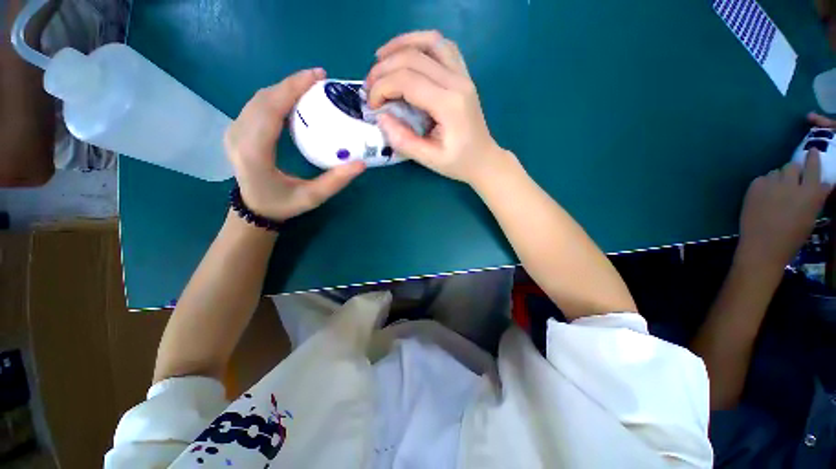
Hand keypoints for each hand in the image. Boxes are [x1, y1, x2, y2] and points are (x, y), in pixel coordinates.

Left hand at [224, 69, 364, 220]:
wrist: (255, 209)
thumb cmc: (283, 205)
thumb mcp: (312, 197)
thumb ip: (335, 181)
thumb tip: (360, 164)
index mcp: (255, 153)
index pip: (270, 110)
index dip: (291, 89)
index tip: (315, 77)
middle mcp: (239, 137)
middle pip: (263, 99)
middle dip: (291, 84)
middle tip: (319, 79)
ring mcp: (234, 131)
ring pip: (258, 99)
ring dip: (284, 88)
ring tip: (309, 85)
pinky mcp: (237, 130)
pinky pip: (256, 105)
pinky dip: (276, 97)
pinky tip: (293, 99)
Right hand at [365, 30, 510, 185]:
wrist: (484, 160)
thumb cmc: (459, 163)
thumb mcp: (430, 160)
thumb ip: (404, 141)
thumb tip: (381, 118)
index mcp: (449, 105)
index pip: (407, 80)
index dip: (382, 87)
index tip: (372, 104)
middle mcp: (457, 82)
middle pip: (414, 57)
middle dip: (384, 68)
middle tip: (370, 86)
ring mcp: (463, 76)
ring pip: (430, 41)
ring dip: (401, 45)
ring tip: (381, 59)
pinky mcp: (464, 76)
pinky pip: (443, 47)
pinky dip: (421, 43)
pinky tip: (408, 55)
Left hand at [737, 149, 831, 270]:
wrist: (763, 247)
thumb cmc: (792, 237)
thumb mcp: (811, 217)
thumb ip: (816, 197)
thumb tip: (824, 184)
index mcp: (811, 193)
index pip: (813, 167)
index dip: (812, 158)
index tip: (811, 151)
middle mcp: (792, 184)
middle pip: (792, 166)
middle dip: (793, 172)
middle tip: (790, 181)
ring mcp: (772, 185)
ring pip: (776, 172)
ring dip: (778, 178)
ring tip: (776, 192)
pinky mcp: (754, 187)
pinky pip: (761, 179)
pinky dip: (764, 184)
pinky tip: (763, 197)